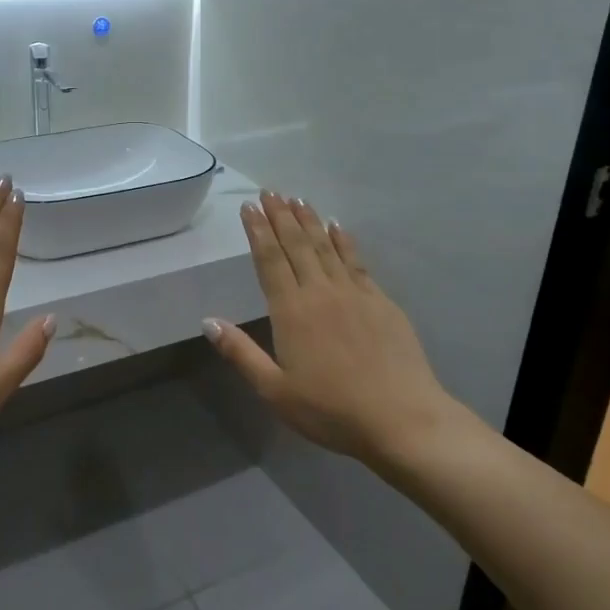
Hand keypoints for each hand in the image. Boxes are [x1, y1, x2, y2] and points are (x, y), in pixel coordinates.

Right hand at [204, 192, 465, 466]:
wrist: (401, 418)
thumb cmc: (331, 410)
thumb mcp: (275, 390)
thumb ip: (241, 353)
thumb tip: (208, 321)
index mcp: (291, 311)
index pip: (269, 260)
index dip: (257, 231)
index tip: (249, 207)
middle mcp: (320, 292)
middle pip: (296, 245)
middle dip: (281, 216)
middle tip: (270, 191)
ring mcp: (354, 293)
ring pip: (326, 247)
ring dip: (309, 220)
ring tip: (297, 198)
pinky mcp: (381, 301)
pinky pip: (356, 261)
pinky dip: (344, 240)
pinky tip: (337, 226)